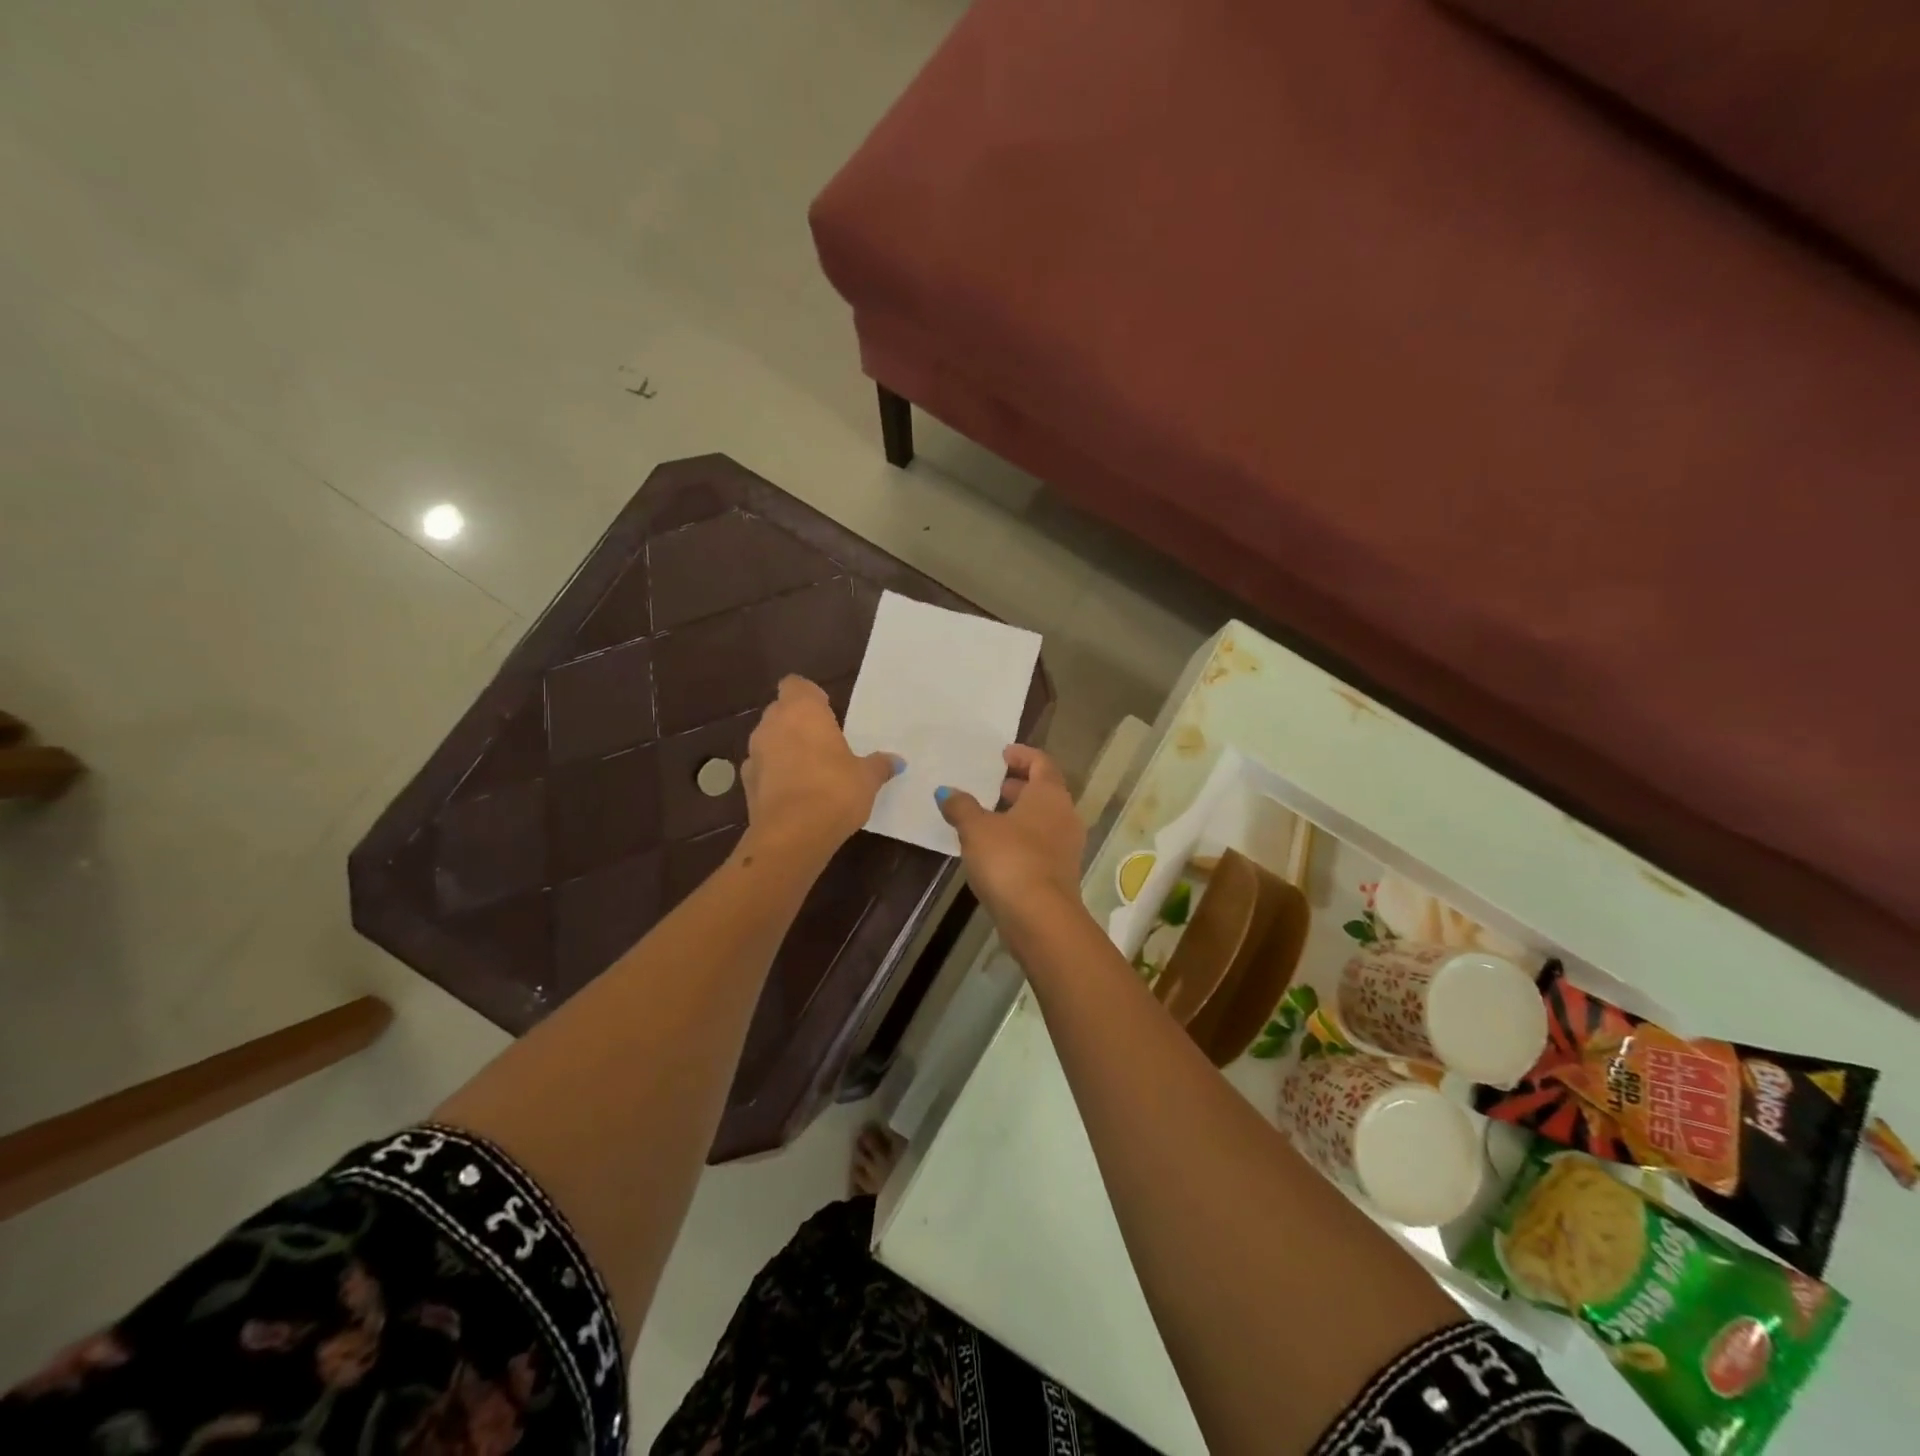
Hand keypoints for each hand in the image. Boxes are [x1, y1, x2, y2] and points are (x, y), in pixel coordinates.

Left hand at [742, 677, 898, 856]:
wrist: (792, 834)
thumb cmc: (835, 791)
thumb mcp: (867, 778)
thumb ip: (879, 765)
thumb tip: (897, 761)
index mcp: (803, 711)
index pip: (796, 685)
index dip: (810, 696)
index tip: (826, 712)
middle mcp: (772, 724)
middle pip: (781, 711)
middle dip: (798, 723)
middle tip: (823, 742)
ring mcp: (754, 753)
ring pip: (768, 740)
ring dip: (784, 748)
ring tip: (810, 770)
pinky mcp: (746, 783)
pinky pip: (762, 769)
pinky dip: (774, 775)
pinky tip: (794, 794)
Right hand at [935, 745, 1084, 925]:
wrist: (1040, 917)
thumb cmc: (1009, 860)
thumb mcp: (976, 829)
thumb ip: (961, 806)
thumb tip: (947, 792)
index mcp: (1050, 794)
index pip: (1042, 763)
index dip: (1023, 755)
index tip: (1003, 753)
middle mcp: (1065, 815)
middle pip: (1045, 791)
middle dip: (1019, 785)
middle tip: (994, 784)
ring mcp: (1067, 846)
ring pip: (1044, 819)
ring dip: (1020, 813)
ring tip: (990, 816)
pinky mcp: (1061, 873)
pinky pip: (1042, 844)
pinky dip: (1022, 838)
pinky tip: (997, 848)